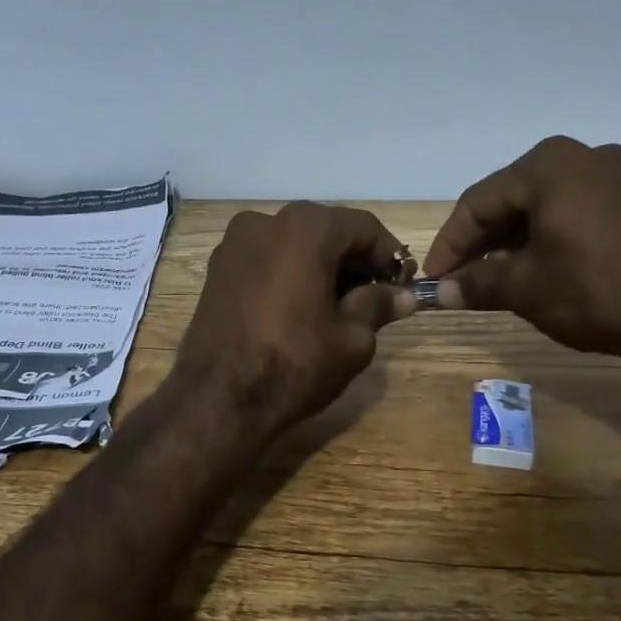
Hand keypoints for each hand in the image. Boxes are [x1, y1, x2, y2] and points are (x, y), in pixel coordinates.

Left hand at [173, 202, 417, 439]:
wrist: (217, 399)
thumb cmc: (294, 363)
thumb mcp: (352, 339)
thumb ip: (378, 306)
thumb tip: (402, 296)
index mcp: (305, 227)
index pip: (363, 227)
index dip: (390, 255)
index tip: (404, 283)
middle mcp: (266, 221)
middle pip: (326, 231)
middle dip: (355, 261)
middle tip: (376, 297)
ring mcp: (234, 244)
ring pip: (293, 245)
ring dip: (322, 267)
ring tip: (340, 307)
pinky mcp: (216, 270)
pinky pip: (266, 260)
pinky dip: (290, 274)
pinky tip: (302, 309)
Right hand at [422, 137, 620, 396]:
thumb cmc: (594, 290)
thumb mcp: (525, 288)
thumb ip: (475, 283)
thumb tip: (440, 293)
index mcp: (548, 165)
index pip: (478, 202)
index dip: (450, 243)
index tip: (434, 278)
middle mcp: (583, 156)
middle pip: (512, 199)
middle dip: (482, 241)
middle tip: (461, 278)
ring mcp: (619, 175)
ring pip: (545, 205)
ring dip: (514, 241)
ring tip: (495, 278)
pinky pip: (577, 211)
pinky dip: (549, 237)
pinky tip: (539, 268)